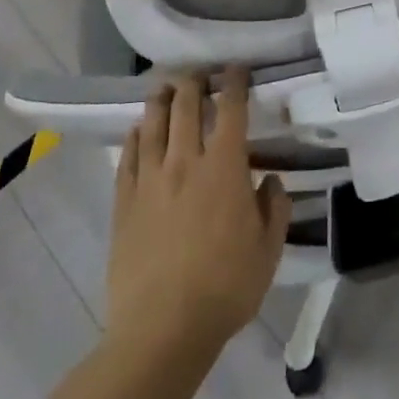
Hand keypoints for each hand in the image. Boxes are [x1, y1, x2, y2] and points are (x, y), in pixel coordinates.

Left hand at [106, 70, 290, 354]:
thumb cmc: (226, 287)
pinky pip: (128, 158)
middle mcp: (185, 162)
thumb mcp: (269, 250)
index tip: (237, 69)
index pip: (232, 110)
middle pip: (186, 107)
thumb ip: (274, 208)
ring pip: (153, 125)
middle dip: (194, 82)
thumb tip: (271, 181)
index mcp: (225, 168)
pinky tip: (137, 130)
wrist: (162, 329)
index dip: (235, 83)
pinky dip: (135, 137)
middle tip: (199, 72)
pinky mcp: (124, 203)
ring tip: (165, 87)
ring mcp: (150, 181)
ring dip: (161, 100)